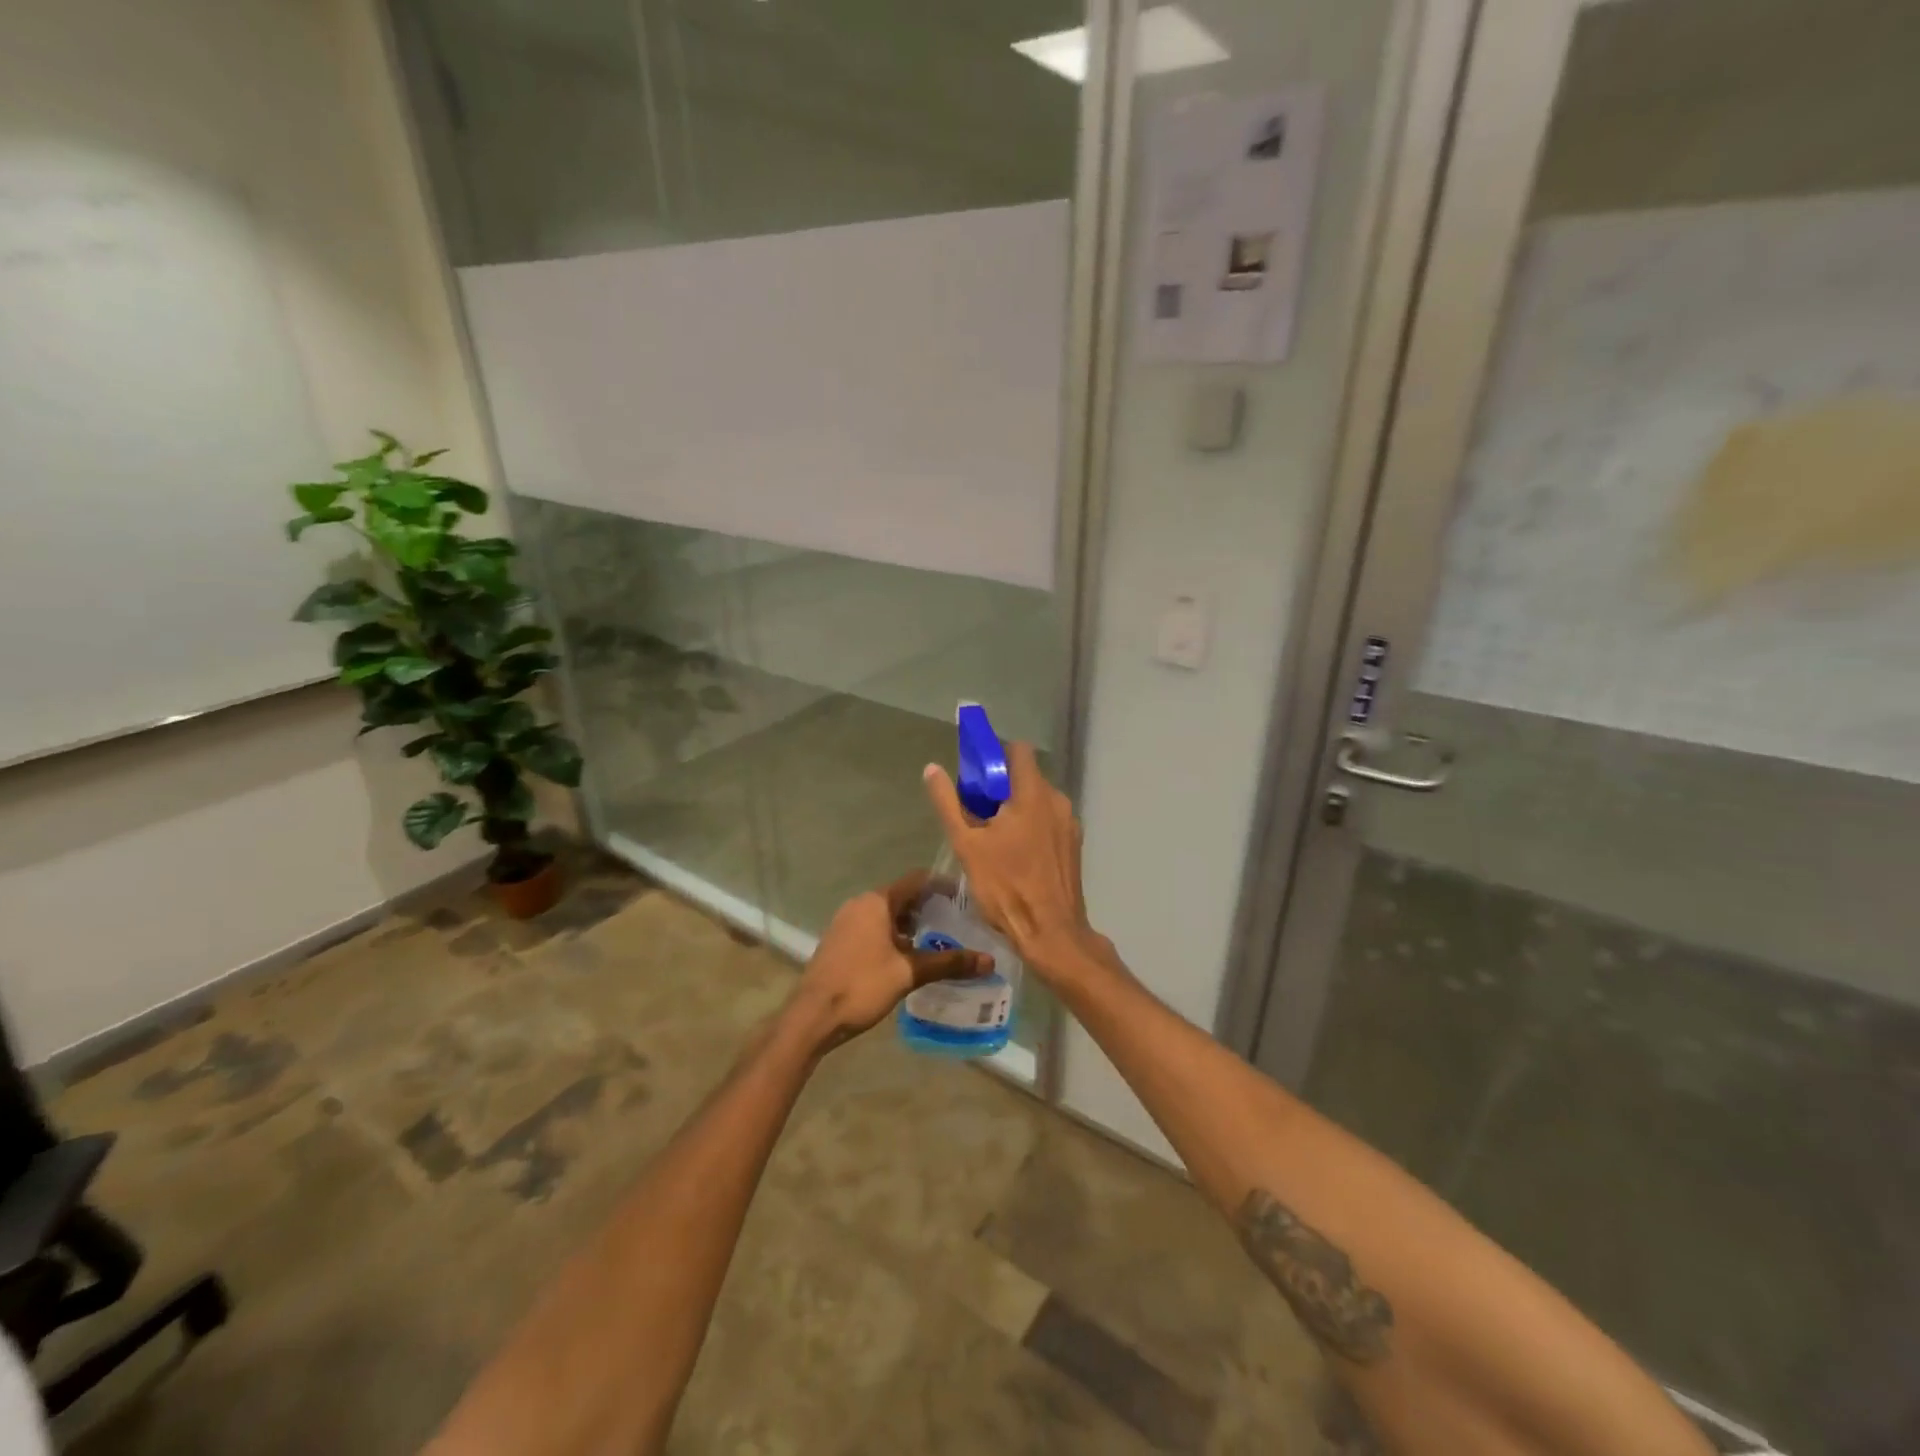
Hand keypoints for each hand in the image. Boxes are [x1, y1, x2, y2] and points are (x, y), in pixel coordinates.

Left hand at [788, 872, 990, 1051]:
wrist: (812, 1016)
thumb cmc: (862, 985)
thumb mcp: (909, 973)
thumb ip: (948, 963)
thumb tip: (988, 961)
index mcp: (877, 901)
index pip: (917, 880)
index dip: (942, 885)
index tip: (965, 897)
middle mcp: (860, 904)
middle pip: (902, 897)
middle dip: (929, 908)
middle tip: (956, 923)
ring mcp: (846, 922)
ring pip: (887, 914)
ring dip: (911, 925)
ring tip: (936, 942)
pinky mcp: (840, 941)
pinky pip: (873, 928)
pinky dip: (894, 935)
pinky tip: (907, 958)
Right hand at [922, 742, 1103, 980]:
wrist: (1052, 933)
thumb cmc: (1006, 887)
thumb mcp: (967, 845)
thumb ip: (948, 803)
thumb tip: (932, 769)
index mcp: (1033, 793)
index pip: (1017, 750)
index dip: (994, 755)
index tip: (974, 774)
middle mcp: (1057, 801)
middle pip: (1026, 777)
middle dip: (1000, 787)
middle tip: (975, 812)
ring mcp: (1070, 824)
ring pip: (1038, 801)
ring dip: (1015, 808)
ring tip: (992, 837)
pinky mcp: (1074, 845)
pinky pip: (1048, 822)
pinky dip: (1031, 826)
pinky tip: (1014, 854)